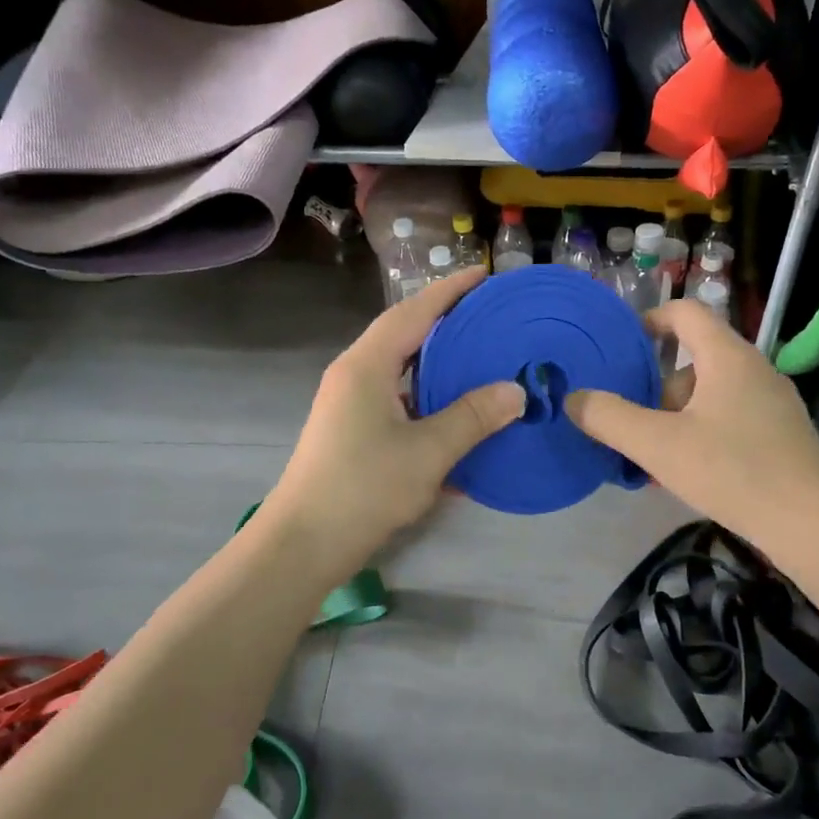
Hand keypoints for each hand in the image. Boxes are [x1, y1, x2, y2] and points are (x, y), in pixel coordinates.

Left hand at [268, 266, 525, 568]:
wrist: (303, 544)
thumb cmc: (363, 489)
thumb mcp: (427, 453)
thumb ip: (472, 418)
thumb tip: (515, 391)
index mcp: (367, 365)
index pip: (414, 312)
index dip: (450, 291)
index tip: (485, 274)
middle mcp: (355, 374)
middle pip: (405, 333)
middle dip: (446, 320)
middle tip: (491, 316)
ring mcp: (350, 402)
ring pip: (400, 367)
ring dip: (437, 360)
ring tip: (479, 357)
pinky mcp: (352, 429)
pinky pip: (397, 397)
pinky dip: (427, 396)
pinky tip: (455, 412)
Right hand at [565, 299, 818, 554]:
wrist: (814, 525)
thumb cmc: (733, 471)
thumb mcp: (659, 445)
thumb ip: (610, 418)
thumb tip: (573, 398)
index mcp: (727, 356)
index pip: (685, 312)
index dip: (648, 321)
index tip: (619, 347)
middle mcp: (753, 369)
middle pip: (692, 359)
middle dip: (655, 387)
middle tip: (628, 419)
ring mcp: (772, 403)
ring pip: (709, 394)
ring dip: (675, 416)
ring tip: (651, 456)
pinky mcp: (780, 435)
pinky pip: (728, 419)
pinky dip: (700, 434)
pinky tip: (686, 473)